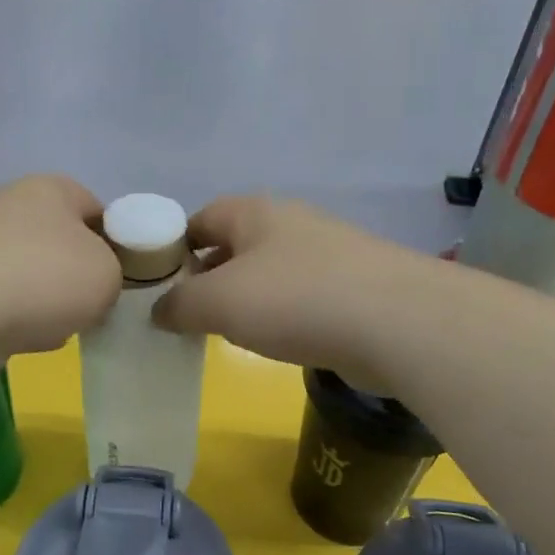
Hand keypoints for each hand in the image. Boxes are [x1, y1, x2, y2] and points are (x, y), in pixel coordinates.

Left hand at [0, 176, 121, 377]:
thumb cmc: (43, 278)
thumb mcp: (108, 274)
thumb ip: (112, 274)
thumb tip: (88, 286)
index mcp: (51, 189)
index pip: (96, 208)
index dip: (113, 243)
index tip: (118, 279)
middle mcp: (9, 206)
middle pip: (58, 245)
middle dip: (73, 279)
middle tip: (89, 308)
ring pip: (28, 277)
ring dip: (42, 304)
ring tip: (50, 328)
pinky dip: (10, 321)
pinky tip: (17, 338)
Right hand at [152, 196, 428, 386]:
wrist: (397, 323)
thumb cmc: (294, 299)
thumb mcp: (219, 302)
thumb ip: (179, 305)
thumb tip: (159, 312)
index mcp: (253, 212)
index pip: (199, 219)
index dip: (172, 248)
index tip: (156, 286)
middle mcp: (290, 224)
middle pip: (234, 245)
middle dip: (208, 277)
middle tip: (186, 314)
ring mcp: (327, 254)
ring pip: (269, 273)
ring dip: (246, 299)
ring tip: (226, 332)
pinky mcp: (353, 288)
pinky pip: (300, 298)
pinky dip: (281, 316)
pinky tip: (277, 342)